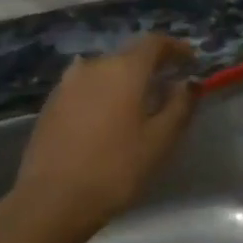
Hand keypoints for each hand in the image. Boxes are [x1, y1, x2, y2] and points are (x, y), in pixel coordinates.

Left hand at [3, 35, 196, 239]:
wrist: (52, 199)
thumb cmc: (116, 169)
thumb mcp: (160, 141)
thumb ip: (180, 105)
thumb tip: (190, 82)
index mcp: (124, 69)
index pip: (154, 43)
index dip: (176, 48)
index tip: (191, 60)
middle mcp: (94, 66)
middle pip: (128, 56)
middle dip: (150, 66)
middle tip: (168, 85)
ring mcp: (67, 83)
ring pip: (104, 72)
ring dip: (124, 81)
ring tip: (137, 103)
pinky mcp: (51, 103)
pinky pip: (85, 88)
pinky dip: (102, 94)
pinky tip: (108, 118)